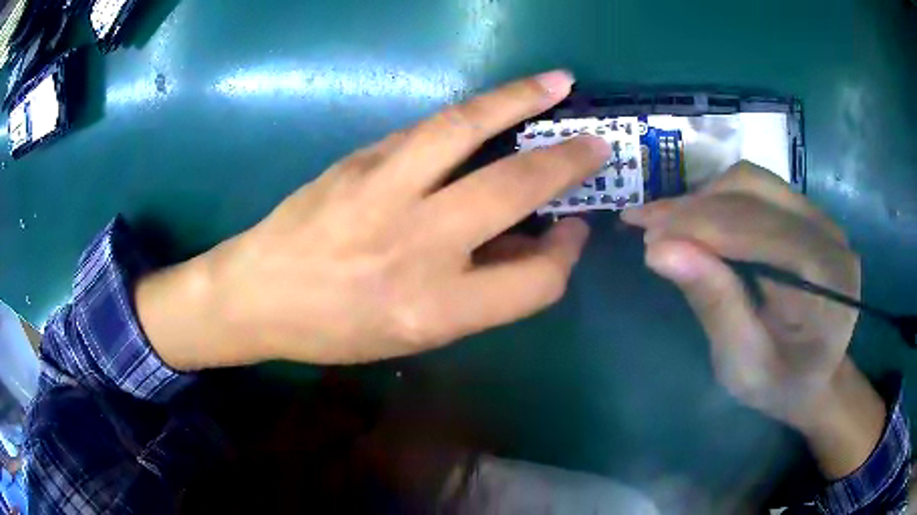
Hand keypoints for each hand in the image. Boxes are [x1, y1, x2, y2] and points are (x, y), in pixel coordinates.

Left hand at [136, 71, 610, 367]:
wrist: (257, 293)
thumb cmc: (335, 329)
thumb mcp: (414, 334)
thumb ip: (480, 291)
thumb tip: (531, 243)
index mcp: (434, 309)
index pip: (535, 283)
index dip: (565, 258)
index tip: (572, 232)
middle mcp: (416, 245)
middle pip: (515, 189)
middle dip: (568, 162)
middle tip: (596, 144)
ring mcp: (383, 189)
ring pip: (467, 127)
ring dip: (521, 99)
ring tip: (558, 83)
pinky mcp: (359, 158)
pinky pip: (427, 128)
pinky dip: (471, 114)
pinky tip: (493, 107)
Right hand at [623, 162, 884, 476]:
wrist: (814, 377)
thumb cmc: (780, 385)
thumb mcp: (743, 365)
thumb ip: (714, 305)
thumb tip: (660, 250)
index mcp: (828, 279)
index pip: (759, 229)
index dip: (701, 226)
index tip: (645, 235)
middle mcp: (829, 234)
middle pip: (755, 192)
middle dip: (695, 206)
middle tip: (644, 223)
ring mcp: (819, 217)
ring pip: (753, 182)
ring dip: (703, 197)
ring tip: (664, 221)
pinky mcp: (805, 213)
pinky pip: (757, 189)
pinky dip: (718, 199)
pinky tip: (694, 219)